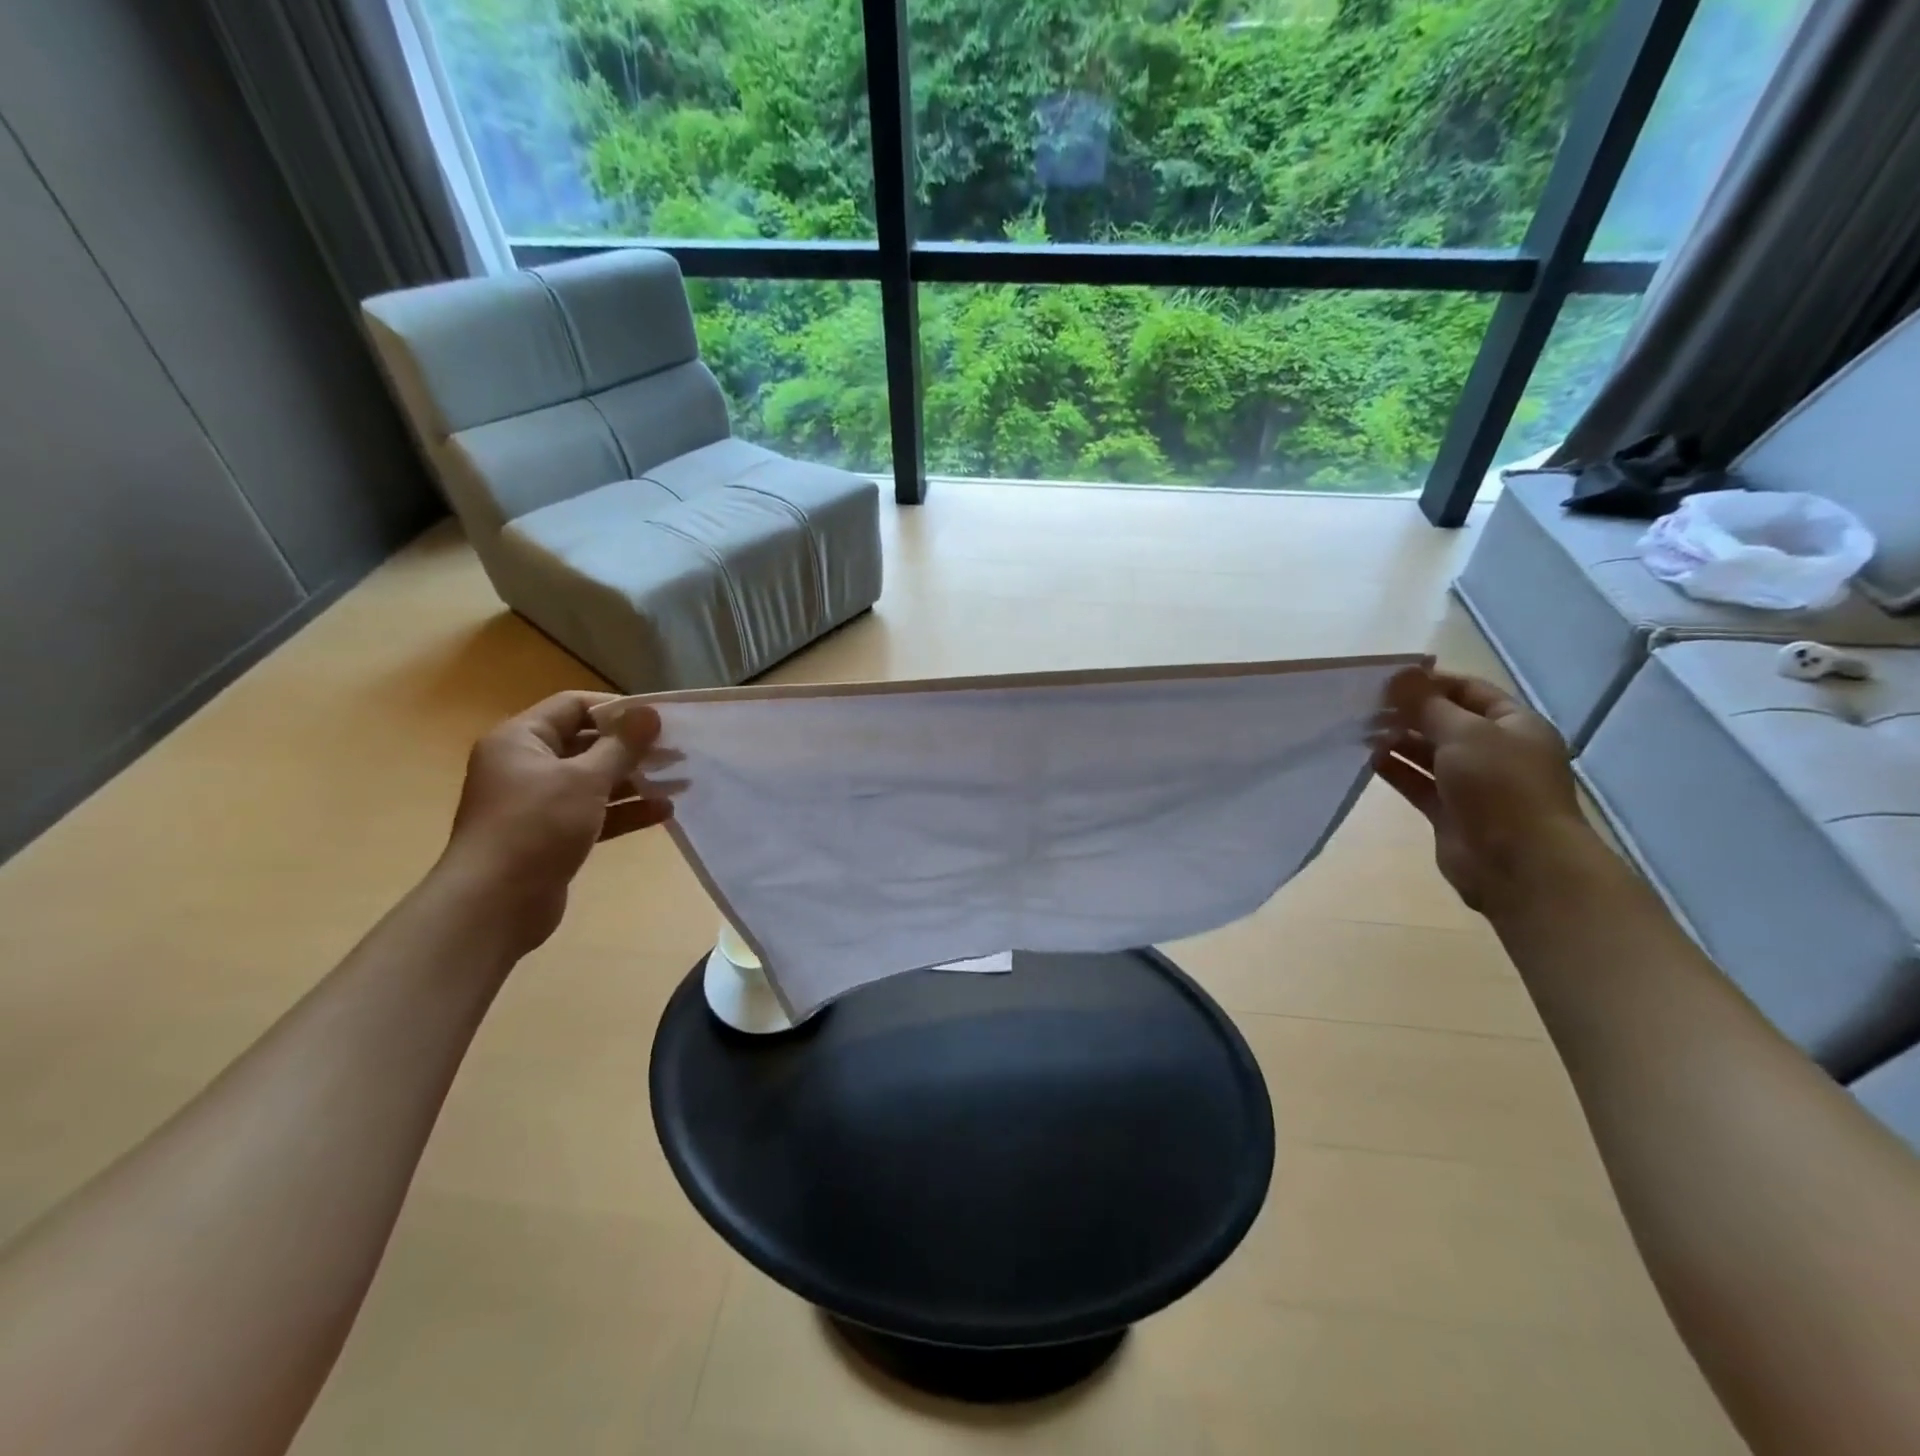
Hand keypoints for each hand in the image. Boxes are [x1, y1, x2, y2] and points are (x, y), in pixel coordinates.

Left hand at [437, 692, 681, 953]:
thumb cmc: (536, 827)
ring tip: (680, 782)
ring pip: (594, 780)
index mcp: (520, 739)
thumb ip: (621, 745)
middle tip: (678, 752)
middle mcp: (525, 765)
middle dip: (633, 749)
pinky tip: (663, 811)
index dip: (617, 709)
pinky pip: (594, 812)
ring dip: (635, 780)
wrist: (494, 905)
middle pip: (587, 744)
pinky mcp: (552, 835)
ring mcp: (538, 802)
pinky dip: (625, 810)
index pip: (573, 706)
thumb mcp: (585, 779)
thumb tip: (651, 711)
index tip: (659, 720)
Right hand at [1374, 670, 1591, 912]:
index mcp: (1514, 725)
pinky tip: (1366, 759)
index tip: (1386, 680)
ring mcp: (1472, 783)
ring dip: (1397, 740)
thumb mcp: (1465, 734)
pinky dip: (1394, 770)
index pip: (1468, 691)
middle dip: (1408, 712)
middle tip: (1364, 705)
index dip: (1430, 682)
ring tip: (1359, 730)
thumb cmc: (1501, 787)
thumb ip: (1428, 705)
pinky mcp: (1449, 811)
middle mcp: (1495, 751)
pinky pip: (1417, 782)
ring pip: (1428, 753)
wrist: (1519, 864)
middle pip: (1446, 721)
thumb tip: (1399, 675)